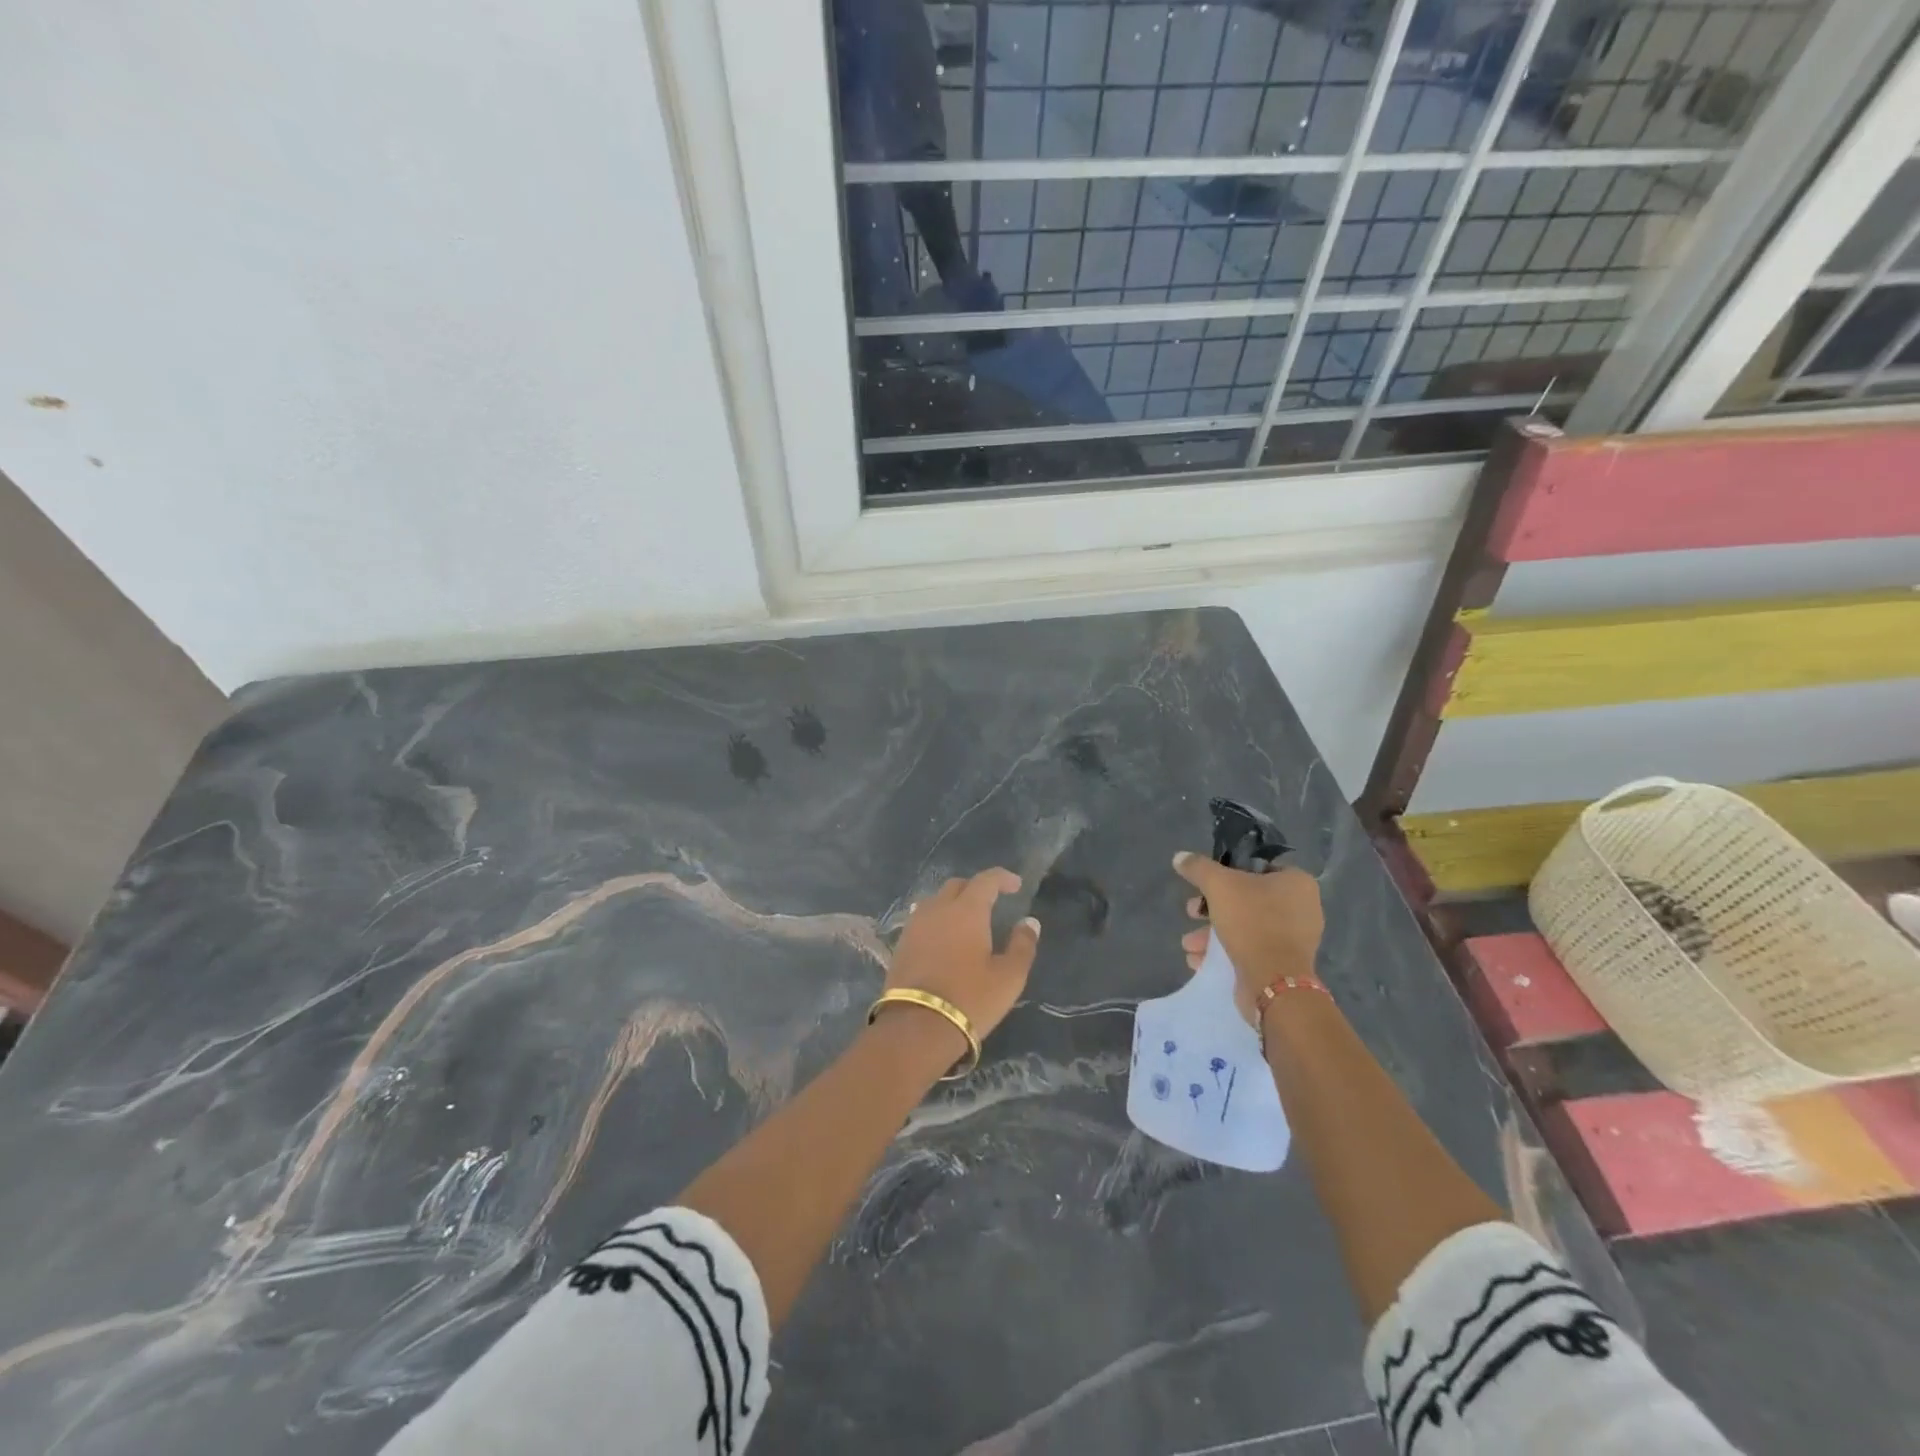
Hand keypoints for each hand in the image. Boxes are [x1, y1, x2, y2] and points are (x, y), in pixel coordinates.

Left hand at [884, 869, 1040, 1047]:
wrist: (916, 1026)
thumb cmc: (970, 998)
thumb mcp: (1009, 976)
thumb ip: (1023, 945)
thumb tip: (1029, 922)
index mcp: (966, 910)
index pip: (985, 880)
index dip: (1002, 878)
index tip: (1016, 885)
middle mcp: (938, 909)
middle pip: (957, 885)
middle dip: (976, 888)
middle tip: (992, 902)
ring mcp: (915, 925)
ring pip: (936, 901)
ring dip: (953, 903)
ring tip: (967, 921)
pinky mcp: (902, 944)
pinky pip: (923, 919)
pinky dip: (938, 920)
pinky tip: (945, 938)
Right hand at [1173, 852, 1323, 1024]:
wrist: (1273, 982)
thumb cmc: (1251, 922)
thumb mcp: (1218, 885)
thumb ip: (1198, 868)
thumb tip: (1179, 857)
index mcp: (1297, 883)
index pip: (1258, 867)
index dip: (1228, 872)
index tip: (1205, 884)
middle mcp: (1301, 908)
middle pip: (1246, 899)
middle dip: (1212, 908)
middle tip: (1191, 912)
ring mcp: (1294, 940)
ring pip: (1245, 927)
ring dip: (1211, 934)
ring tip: (1189, 945)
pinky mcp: (1282, 965)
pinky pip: (1250, 950)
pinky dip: (1224, 953)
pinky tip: (1199, 960)